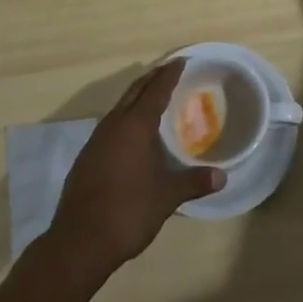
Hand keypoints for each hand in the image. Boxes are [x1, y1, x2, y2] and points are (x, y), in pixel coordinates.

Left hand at [46, 59, 223, 281]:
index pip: (156, 90)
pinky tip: (131, 133)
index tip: (181, 60)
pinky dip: (124, 117)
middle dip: (152, 78)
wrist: (79, 241)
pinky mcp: (87, 157)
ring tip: (152, 97)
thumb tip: (222, 177)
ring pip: (120, 107)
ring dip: (136, 97)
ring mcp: (96, 140)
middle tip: (168, 70)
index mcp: (135, 126)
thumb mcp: (166, 197)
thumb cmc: (128, 211)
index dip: (169, 74)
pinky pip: (110, 125)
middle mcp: (114, 125)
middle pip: (135, 91)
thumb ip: (193, 182)